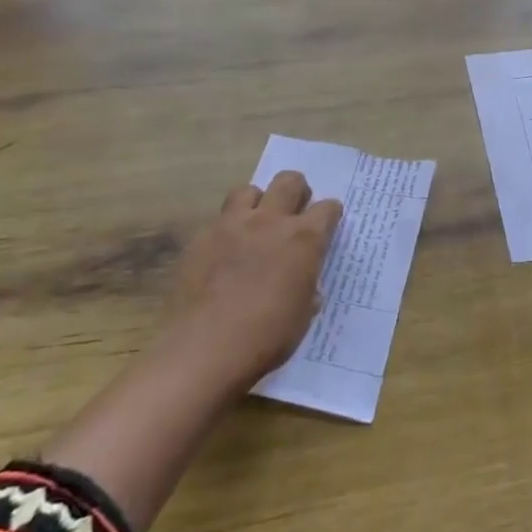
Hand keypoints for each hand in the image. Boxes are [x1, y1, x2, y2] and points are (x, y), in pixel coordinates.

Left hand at [160, 171, 342, 393]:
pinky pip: (218, 220)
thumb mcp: (303, 314)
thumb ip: (307, 286)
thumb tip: (303, 280)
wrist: (204, 349)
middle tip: (294, 212)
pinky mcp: (201, 239)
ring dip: (257, 202)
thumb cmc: (266, 337)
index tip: (328, 225)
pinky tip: (224, 254)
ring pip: (248, 190)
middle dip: (297, 191)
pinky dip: (227, 230)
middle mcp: (270, 222)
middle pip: (289, 181)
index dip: (330, 215)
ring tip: (255, 224)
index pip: (327, 208)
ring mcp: (231, 226)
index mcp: (303, 239)